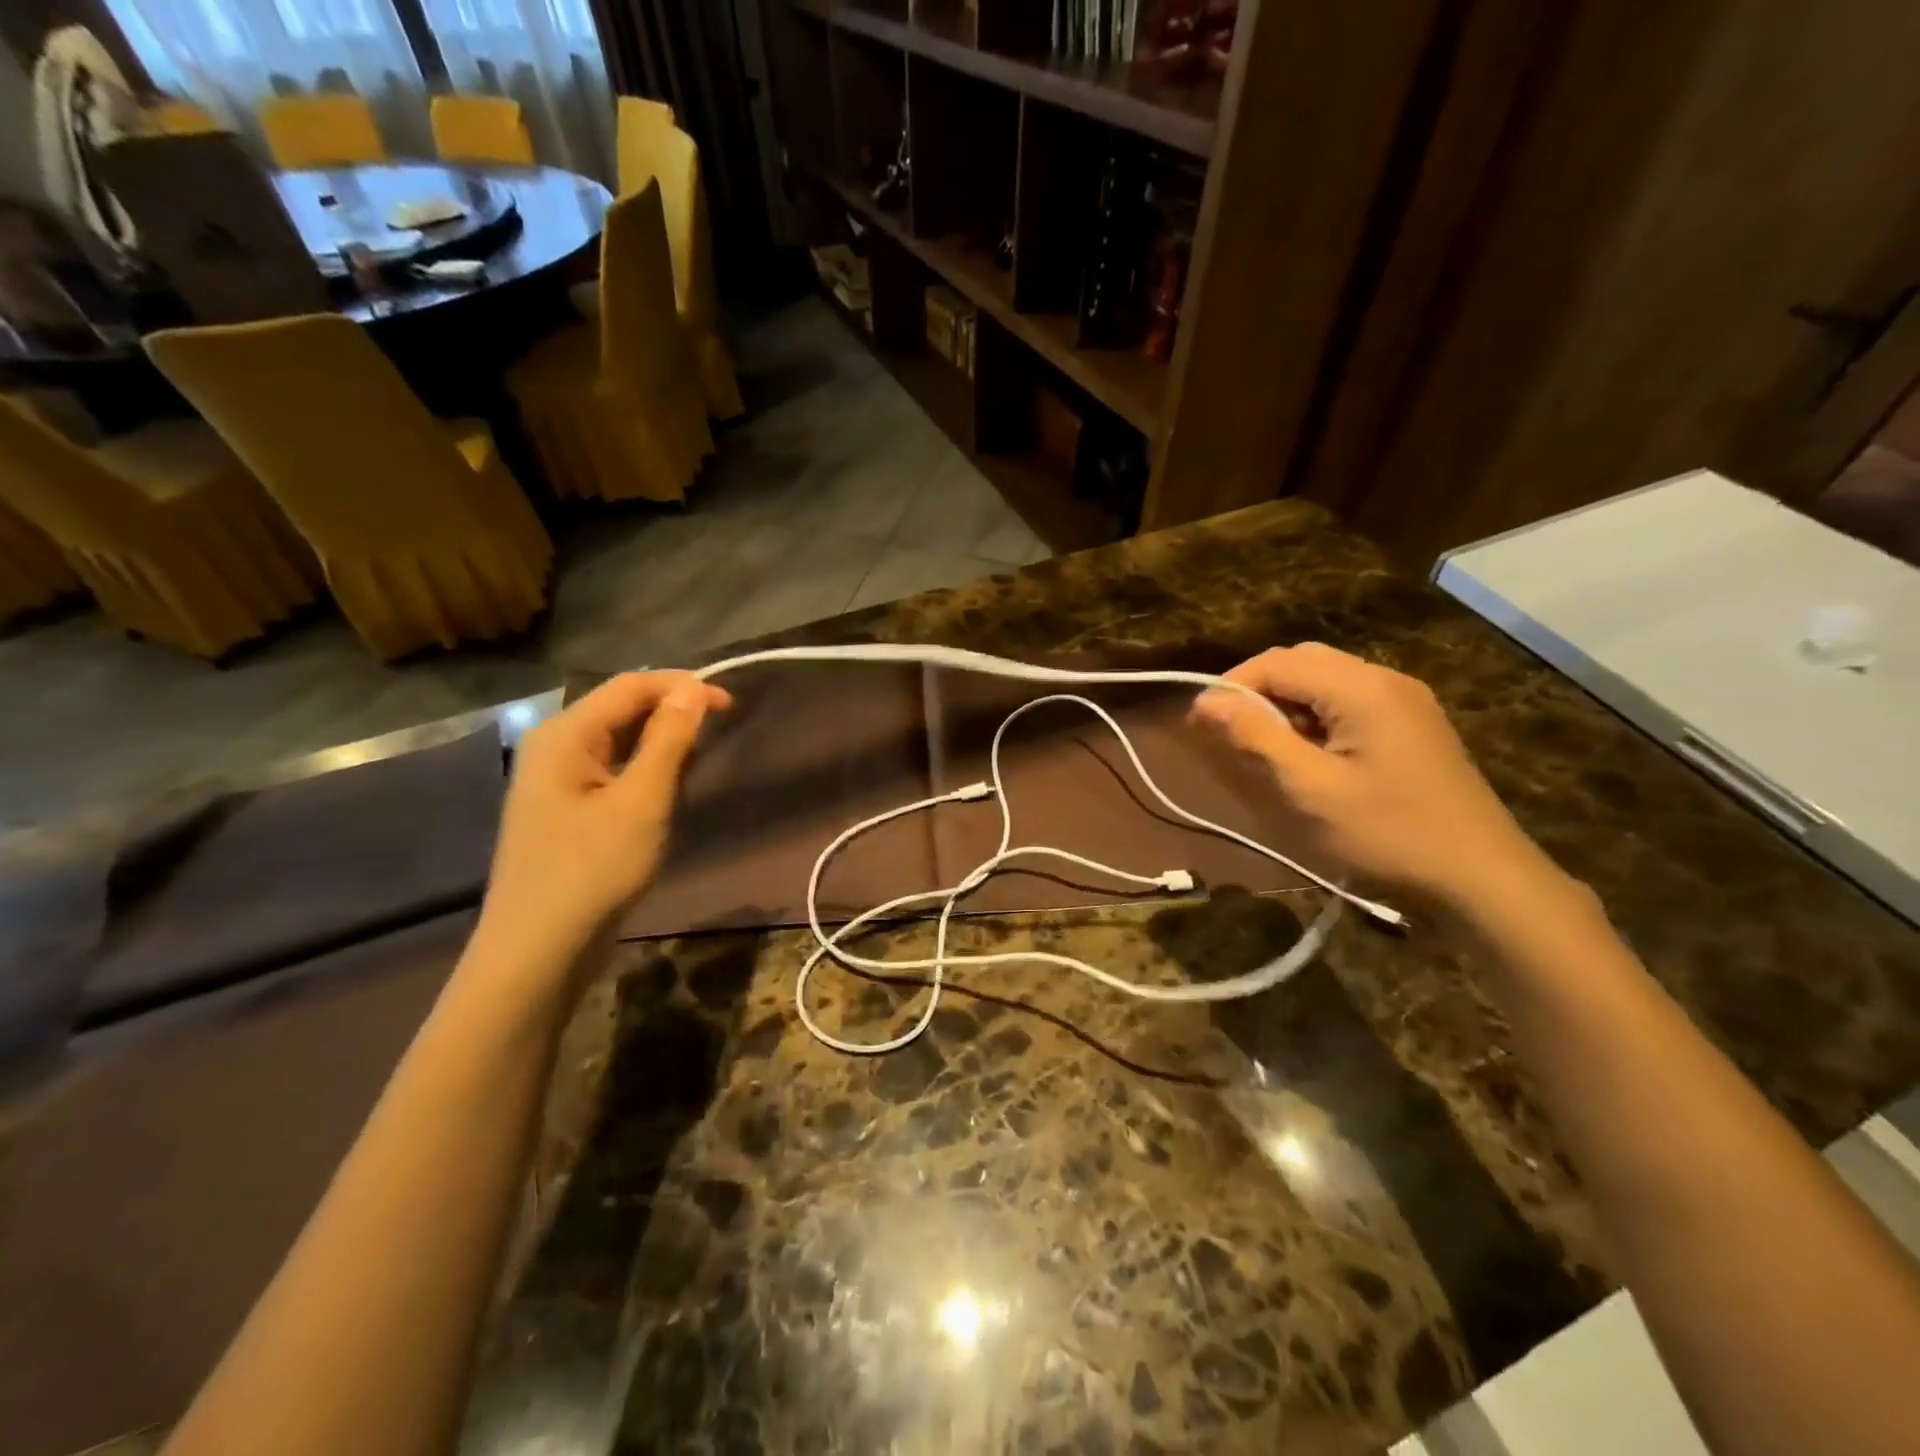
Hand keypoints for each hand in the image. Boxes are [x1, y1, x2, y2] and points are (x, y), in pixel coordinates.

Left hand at [476, 672, 730, 973]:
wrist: (539, 950)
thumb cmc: (593, 869)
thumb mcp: (643, 800)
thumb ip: (669, 740)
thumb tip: (693, 689)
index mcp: (566, 734)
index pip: (631, 685)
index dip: (683, 686)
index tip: (730, 704)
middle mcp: (555, 746)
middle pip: (621, 709)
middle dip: (672, 714)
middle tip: (718, 736)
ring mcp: (556, 780)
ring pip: (618, 741)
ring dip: (661, 745)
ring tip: (696, 766)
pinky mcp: (565, 809)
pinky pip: (611, 771)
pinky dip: (644, 771)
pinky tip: (666, 793)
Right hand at [1190, 643, 1557, 912]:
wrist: (1481, 875)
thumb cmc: (1388, 832)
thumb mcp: (1310, 788)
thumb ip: (1257, 737)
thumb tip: (1206, 702)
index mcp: (1361, 688)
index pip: (1278, 662)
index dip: (1232, 684)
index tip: (1201, 722)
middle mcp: (1385, 679)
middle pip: (1302, 662)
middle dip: (1258, 689)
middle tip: (1231, 733)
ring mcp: (1404, 700)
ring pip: (1326, 680)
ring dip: (1287, 703)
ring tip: (1266, 748)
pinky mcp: (1412, 723)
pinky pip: (1350, 700)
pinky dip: (1316, 715)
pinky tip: (1310, 754)